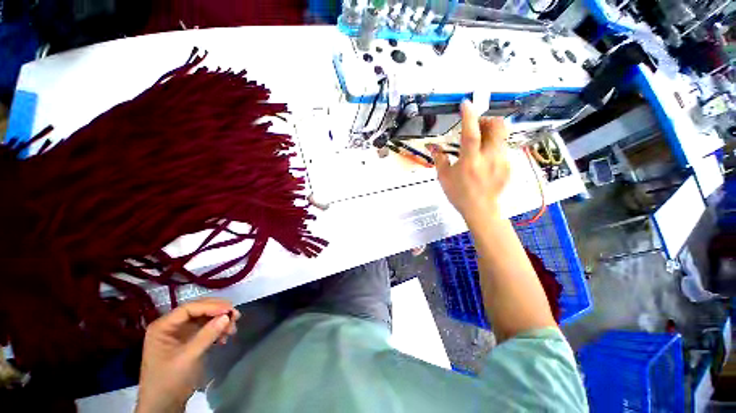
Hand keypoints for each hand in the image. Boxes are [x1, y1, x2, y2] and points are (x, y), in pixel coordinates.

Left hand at [136, 298, 239, 412]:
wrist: (164, 405)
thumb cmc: (169, 380)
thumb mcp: (188, 358)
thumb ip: (206, 335)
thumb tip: (227, 316)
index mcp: (163, 326)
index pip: (189, 308)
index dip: (211, 306)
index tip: (230, 310)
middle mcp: (171, 326)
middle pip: (198, 310)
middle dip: (218, 312)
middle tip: (236, 316)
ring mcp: (180, 333)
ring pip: (205, 318)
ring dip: (220, 321)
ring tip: (232, 329)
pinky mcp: (188, 341)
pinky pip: (206, 329)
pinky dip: (217, 330)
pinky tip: (225, 338)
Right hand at [427, 101, 509, 218]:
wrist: (480, 209)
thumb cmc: (459, 194)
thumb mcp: (444, 178)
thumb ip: (440, 160)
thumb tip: (434, 148)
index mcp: (470, 161)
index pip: (471, 134)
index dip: (469, 116)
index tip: (466, 103)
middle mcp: (489, 158)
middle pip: (497, 127)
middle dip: (488, 119)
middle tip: (477, 125)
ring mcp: (502, 161)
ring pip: (502, 136)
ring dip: (490, 133)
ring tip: (480, 142)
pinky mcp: (509, 166)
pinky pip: (502, 148)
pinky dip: (493, 147)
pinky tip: (485, 158)